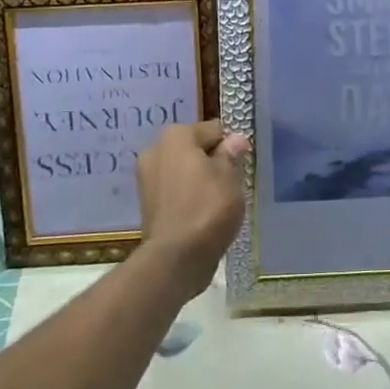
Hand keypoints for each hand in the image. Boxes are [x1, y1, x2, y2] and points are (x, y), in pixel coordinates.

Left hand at [135, 120, 248, 299]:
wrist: (175, 258)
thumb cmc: (207, 208)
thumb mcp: (229, 177)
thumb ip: (231, 154)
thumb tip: (235, 139)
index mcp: (175, 135)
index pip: (213, 130)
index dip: (231, 145)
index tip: (242, 163)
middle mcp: (156, 150)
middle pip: (195, 149)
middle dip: (212, 161)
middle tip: (232, 183)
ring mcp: (147, 178)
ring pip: (184, 171)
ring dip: (200, 180)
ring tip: (219, 202)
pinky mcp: (147, 204)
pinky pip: (176, 192)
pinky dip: (188, 198)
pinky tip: (203, 214)